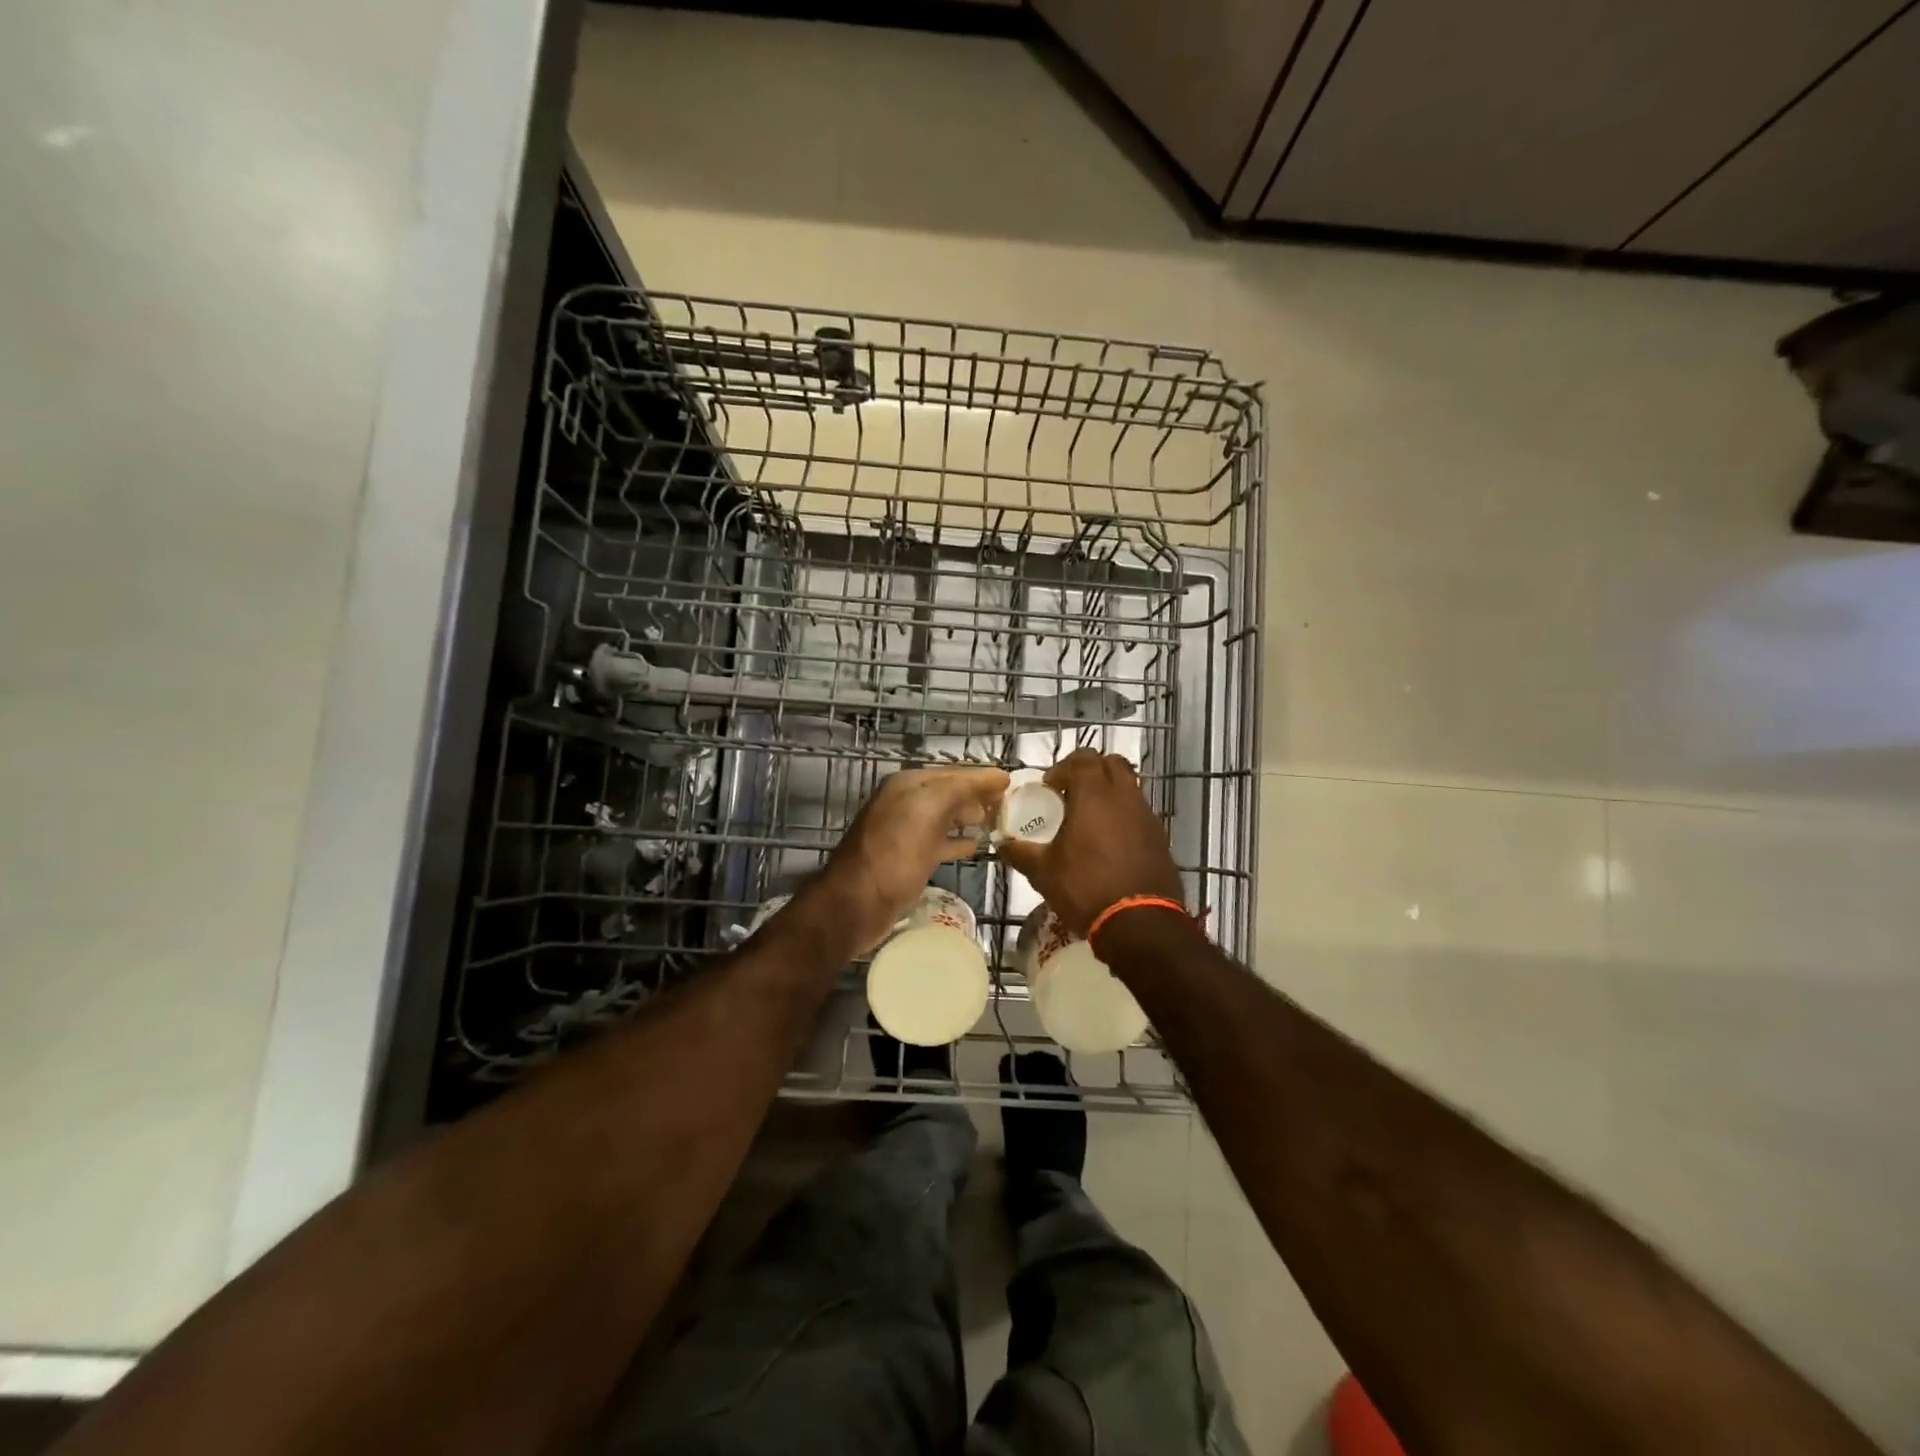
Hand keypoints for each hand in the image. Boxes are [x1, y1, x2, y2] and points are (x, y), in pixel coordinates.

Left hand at [811, 764, 1009, 952]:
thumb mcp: (928, 810)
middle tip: (1010, 805)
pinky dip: (957, 841)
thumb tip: (997, 777)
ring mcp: (905, 832)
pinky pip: (939, 842)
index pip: (953, 773)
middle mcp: (905, 803)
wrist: (856, 905)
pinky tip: (975, 846)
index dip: (982, 777)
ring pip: (945, 817)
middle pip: (950, 793)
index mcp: (908, 785)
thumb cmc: (894, 854)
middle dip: (978, 796)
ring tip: (997, 823)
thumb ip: (961, 788)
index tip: (1012, 783)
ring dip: (970, 818)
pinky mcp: (908, 859)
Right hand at [997, 749, 1183, 935]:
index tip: (1049, 789)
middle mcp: (1125, 797)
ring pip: (1130, 787)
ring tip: (1090, 820)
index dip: (1063, 768)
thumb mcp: (1044, 873)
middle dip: (1090, 771)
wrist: (1140, 924)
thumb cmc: (1086, 889)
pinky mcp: (1160, 838)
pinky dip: (1124, 816)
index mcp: (1094, 795)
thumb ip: (1021, 853)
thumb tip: (1003, 845)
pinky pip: (1140, 813)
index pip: (1082, 758)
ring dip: (1109, 793)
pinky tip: (1110, 844)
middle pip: (1112, 763)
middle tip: (1071, 794)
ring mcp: (1147, 816)